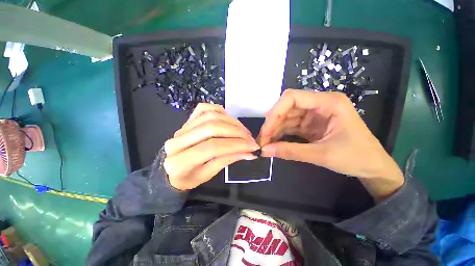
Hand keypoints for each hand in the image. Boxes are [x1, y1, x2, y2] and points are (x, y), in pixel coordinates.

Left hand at [164, 103, 259, 189]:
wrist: (174, 169)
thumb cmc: (190, 177)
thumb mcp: (209, 174)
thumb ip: (228, 159)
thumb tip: (249, 152)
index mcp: (180, 162)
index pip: (213, 147)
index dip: (236, 145)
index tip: (253, 146)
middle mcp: (178, 141)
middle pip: (212, 128)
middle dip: (236, 131)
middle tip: (250, 138)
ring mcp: (181, 128)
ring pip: (210, 116)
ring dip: (231, 121)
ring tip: (243, 130)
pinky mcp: (186, 120)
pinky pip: (203, 109)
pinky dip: (219, 111)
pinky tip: (229, 119)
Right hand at [259, 90, 403, 200]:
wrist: (373, 167)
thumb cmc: (357, 157)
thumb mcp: (323, 155)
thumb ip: (291, 151)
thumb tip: (265, 151)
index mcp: (328, 102)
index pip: (292, 98)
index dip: (275, 112)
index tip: (266, 130)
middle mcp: (319, 104)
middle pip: (287, 108)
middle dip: (272, 123)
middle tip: (262, 140)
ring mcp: (313, 114)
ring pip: (286, 117)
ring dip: (274, 130)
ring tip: (265, 144)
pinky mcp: (310, 125)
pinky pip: (290, 126)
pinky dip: (280, 134)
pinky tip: (274, 143)